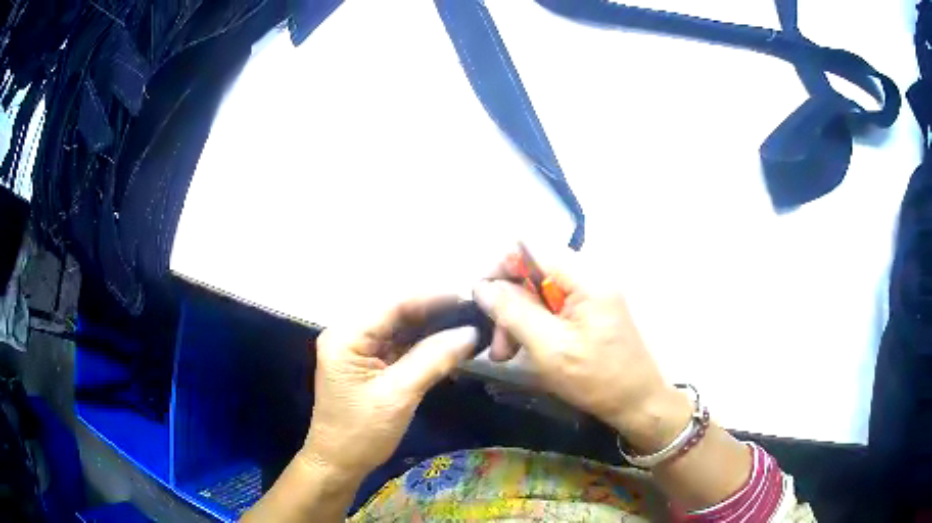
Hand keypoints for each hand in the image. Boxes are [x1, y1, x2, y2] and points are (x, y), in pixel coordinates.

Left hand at [303, 296, 477, 477]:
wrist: (339, 464)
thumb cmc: (362, 432)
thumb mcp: (399, 394)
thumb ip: (434, 359)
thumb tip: (470, 332)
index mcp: (347, 336)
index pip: (392, 306)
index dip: (431, 299)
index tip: (467, 298)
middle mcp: (350, 336)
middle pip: (397, 316)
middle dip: (434, 316)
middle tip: (472, 314)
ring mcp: (358, 351)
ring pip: (400, 332)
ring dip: (431, 333)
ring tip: (467, 329)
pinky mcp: (368, 366)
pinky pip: (399, 349)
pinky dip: (423, 350)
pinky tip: (449, 349)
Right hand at [473, 251, 690, 449]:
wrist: (637, 402)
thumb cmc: (597, 378)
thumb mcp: (549, 348)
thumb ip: (513, 312)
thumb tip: (481, 286)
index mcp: (585, 278)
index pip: (531, 248)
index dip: (501, 266)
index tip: (481, 298)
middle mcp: (588, 277)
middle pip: (532, 272)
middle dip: (508, 304)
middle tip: (495, 343)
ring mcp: (589, 295)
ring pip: (537, 293)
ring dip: (516, 319)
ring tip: (505, 354)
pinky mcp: (587, 312)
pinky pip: (550, 308)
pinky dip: (532, 326)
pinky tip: (521, 350)